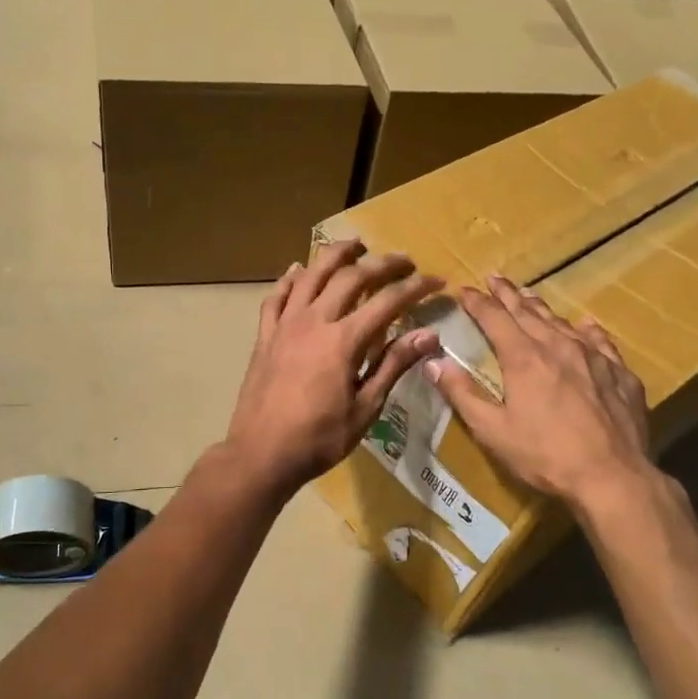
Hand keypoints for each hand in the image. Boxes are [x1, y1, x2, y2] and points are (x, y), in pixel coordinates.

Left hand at [223, 241, 442, 496]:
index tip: (436, 282)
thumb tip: (429, 336)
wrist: (261, 454)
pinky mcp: (265, 336)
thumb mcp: (365, 408)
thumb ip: (394, 365)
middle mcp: (314, 321)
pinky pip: (276, 298)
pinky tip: (298, 270)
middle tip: (404, 260)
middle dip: (382, 264)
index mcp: (343, 341)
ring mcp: (285, 326)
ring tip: (355, 244)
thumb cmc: (319, 439)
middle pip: (350, 277)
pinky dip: (289, 280)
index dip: (415, 288)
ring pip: (311, 276)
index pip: (387, 302)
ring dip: (335, 255)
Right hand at [426, 276, 655, 509]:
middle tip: (495, 278)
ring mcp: (594, 358)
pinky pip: (600, 341)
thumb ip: (462, 394)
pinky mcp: (620, 374)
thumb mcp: (492, 430)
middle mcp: (558, 346)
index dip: (477, 303)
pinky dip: (587, 330)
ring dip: (541, 307)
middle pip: (528, 312)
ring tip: (529, 296)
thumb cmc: (545, 455)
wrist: (612, 476)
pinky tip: (585, 325)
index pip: (494, 319)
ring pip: (562, 322)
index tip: (464, 290)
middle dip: (507, 294)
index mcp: (523, 358)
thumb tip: (432, 362)